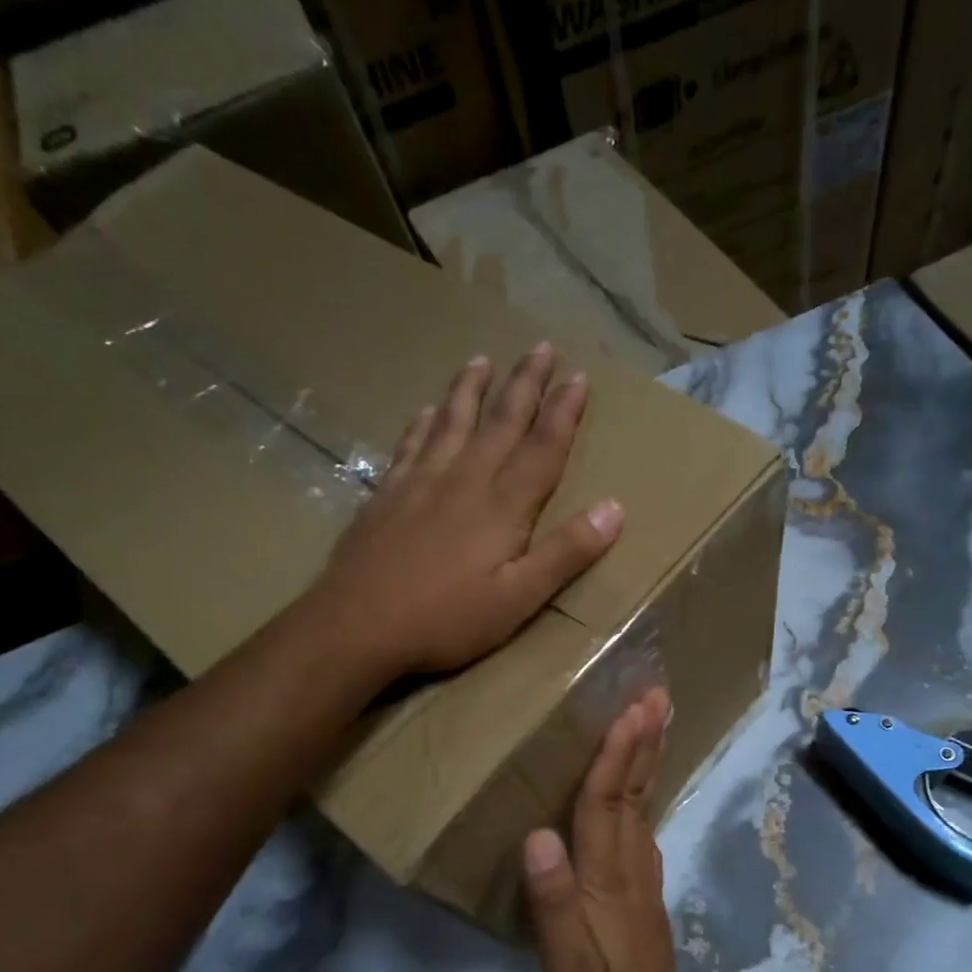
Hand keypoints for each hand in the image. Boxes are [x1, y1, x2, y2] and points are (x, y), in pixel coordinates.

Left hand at [313, 344, 622, 676]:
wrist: (357, 625)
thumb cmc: (446, 620)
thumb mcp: (519, 599)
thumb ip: (566, 553)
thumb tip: (614, 508)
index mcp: (502, 506)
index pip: (542, 447)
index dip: (563, 411)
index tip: (578, 376)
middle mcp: (464, 480)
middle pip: (500, 422)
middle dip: (525, 383)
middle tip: (541, 346)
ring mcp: (420, 483)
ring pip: (452, 422)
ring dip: (471, 389)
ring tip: (483, 359)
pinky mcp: (386, 495)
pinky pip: (410, 445)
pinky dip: (422, 423)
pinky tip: (425, 410)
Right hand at [524, 689, 696, 971]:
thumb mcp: (566, 965)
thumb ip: (552, 900)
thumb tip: (538, 834)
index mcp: (608, 880)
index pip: (607, 804)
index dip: (616, 755)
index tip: (630, 710)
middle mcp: (631, 868)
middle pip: (636, 793)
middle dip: (645, 742)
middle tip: (658, 696)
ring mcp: (642, 881)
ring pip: (643, 806)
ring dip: (648, 761)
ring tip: (651, 724)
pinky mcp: (642, 895)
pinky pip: (641, 827)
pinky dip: (642, 794)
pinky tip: (638, 789)